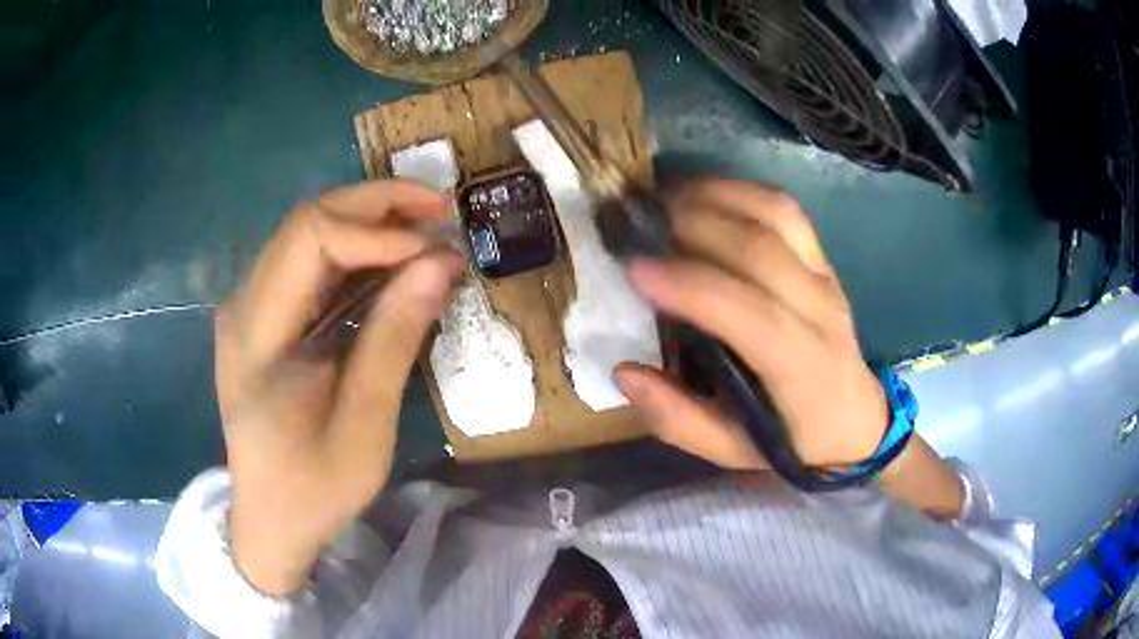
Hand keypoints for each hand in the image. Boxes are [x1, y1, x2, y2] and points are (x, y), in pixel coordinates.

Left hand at [215, 180, 462, 595]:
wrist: (270, 522)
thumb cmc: (313, 488)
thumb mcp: (363, 426)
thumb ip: (394, 338)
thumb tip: (441, 262)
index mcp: (256, 332)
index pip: (310, 238)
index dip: (377, 230)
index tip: (435, 249)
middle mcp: (243, 304)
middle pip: (307, 221)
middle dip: (376, 205)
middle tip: (440, 211)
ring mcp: (249, 308)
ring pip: (308, 235)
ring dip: (368, 223)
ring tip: (426, 231)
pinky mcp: (263, 318)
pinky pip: (308, 265)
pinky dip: (355, 254)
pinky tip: (391, 264)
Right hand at [615, 180, 888, 470]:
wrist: (856, 420)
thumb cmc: (793, 441)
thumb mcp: (731, 451)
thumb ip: (678, 419)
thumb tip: (625, 371)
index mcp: (803, 370)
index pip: (752, 315)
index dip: (691, 286)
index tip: (634, 269)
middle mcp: (821, 312)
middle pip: (760, 250)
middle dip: (692, 227)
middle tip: (635, 226)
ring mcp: (825, 276)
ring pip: (774, 215)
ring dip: (715, 198)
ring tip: (663, 202)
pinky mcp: (822, 258)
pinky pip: (784, 209)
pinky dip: (739, 191)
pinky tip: (702, 195)